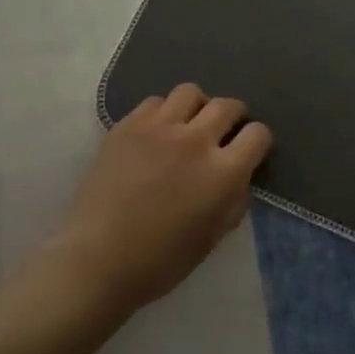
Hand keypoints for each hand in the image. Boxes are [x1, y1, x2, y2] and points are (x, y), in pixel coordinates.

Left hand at [50, 84, 270, 321]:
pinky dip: (162, 113)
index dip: (257, 141)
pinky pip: (155, 102)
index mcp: (223, 173)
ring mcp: (159, 128)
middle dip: (233, 117)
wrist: (96, 259)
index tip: (248, 151)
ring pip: (191, 92)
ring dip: (197, 107)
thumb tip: (239, 177)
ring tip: (188, 125)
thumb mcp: (212, 238)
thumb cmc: (160, 261)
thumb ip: (234, 201)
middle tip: (222, 133)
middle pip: (227, 105)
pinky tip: (155, 133)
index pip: (258, 134)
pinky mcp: (127, 125)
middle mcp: (196, 140)